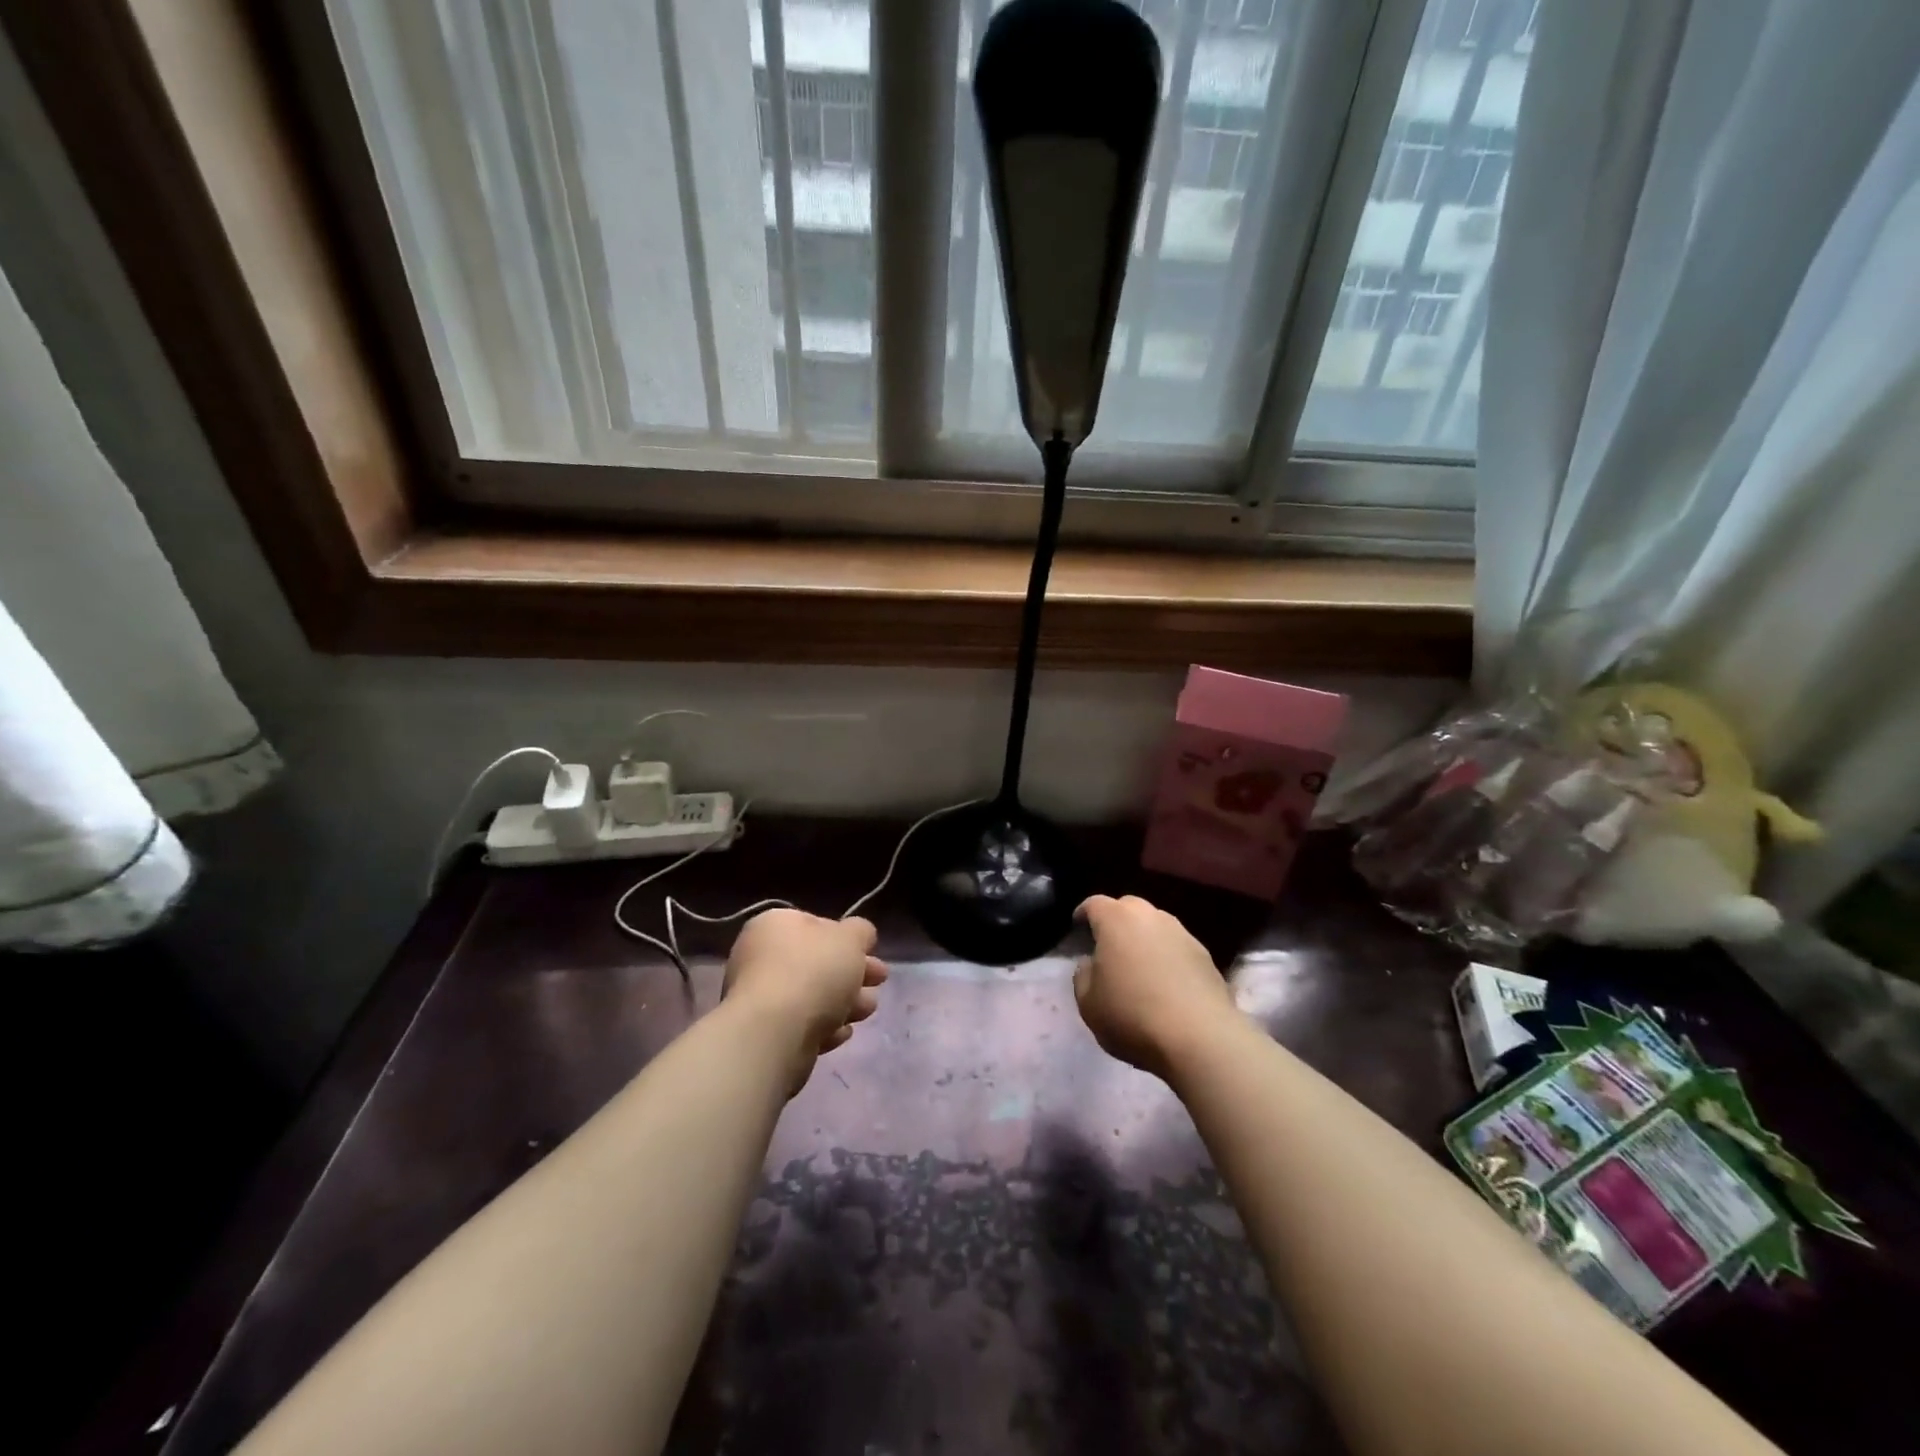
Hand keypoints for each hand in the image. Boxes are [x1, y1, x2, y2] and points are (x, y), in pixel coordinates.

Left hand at [723, 908, 886, 1093]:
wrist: (774, 1034)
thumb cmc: (813, 972)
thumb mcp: (851, 938)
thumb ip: (860, 931)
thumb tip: (860, 935)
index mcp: (775, 925)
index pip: (817, 924)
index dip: (847, 938)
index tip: (871, 952)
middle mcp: (761, 957)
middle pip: (817, 963)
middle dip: (853, 973)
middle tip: (880, 980)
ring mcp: (760, 998)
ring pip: (812, 996)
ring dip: (845, 1001)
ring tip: (868, 1010)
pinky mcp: (765, 1034)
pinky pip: (802, 1025)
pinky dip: (824, 1027)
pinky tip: (842, 1032)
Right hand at [1074, 894, 1235, 1078]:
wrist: (1200, 1038)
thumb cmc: (1132, 1015)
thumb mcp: (1088, 1003)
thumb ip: (1083, 975)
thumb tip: (1091, 964)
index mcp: (1116, 920)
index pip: (1094, 904)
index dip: (1083, 914)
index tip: (1078, 927)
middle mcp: (1150, 916)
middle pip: (1128, 907)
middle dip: (1116, 920)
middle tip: (1108, 945)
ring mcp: (1182, 933)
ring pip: (1156, 924)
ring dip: (1144, 937)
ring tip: (1138, 963)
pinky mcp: (1205, 955)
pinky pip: (1177, 946)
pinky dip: (1167, 956)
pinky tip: (1165, 981)